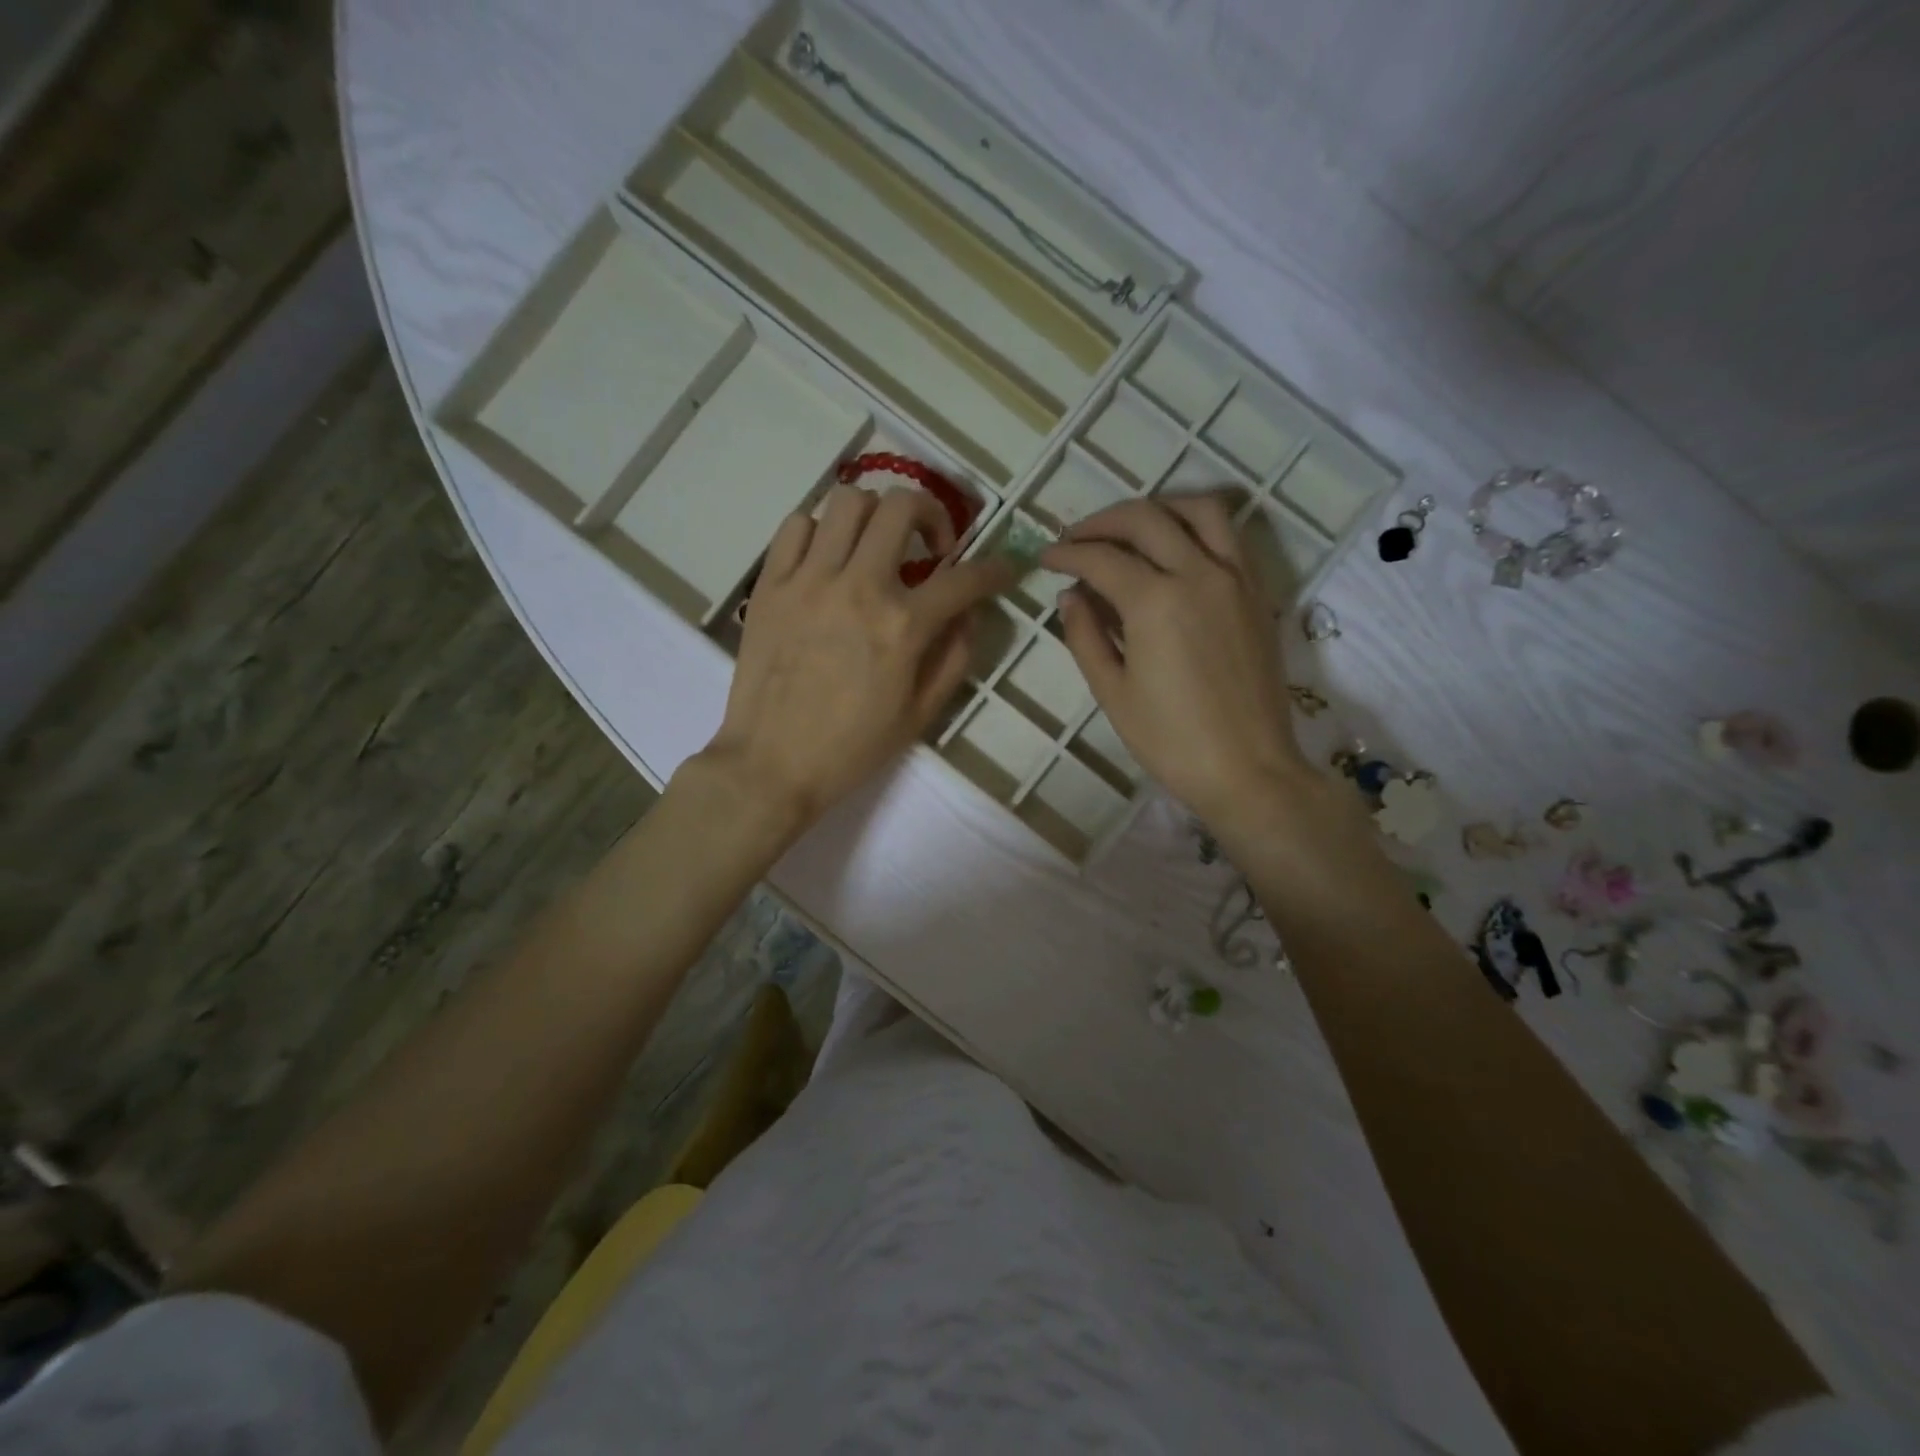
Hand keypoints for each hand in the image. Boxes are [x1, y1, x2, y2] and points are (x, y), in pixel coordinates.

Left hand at [700, 484, 1012, 830]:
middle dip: (932, 514)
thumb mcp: (921, 714)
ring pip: (847, 501)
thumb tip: (968, 614)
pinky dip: (819, 530)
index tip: (1002, 570)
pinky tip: (828, 559)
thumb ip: (955, 657)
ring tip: (876, 547)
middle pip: (901, 506)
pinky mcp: (770, 584)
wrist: (771, 765)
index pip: (963, 579)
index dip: (994, 570)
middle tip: (931, 546)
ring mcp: (808, 580)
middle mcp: (858, 587)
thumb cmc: (852, 748)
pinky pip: (795, 525)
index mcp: (902, 626)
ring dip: (875, 516)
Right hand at [1042, 493, 1308, 828]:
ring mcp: (1236, 578)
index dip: (1067, 554)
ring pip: (1199, 510)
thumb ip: (1085, 637)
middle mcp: (1199, 574)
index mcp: (1156, 602)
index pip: (1101, 559)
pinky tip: (1176, 548)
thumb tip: (1070, 596)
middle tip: (1076, 538)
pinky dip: (1197, 526)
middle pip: (1146, 519)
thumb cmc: (1171, 740)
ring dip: (1157, 508)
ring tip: (1130, 528)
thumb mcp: (1112, 693)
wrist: (1248, 770)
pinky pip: (1230, 536)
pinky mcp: (1258, 593)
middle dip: (1102, 521)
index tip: (1045, 557)